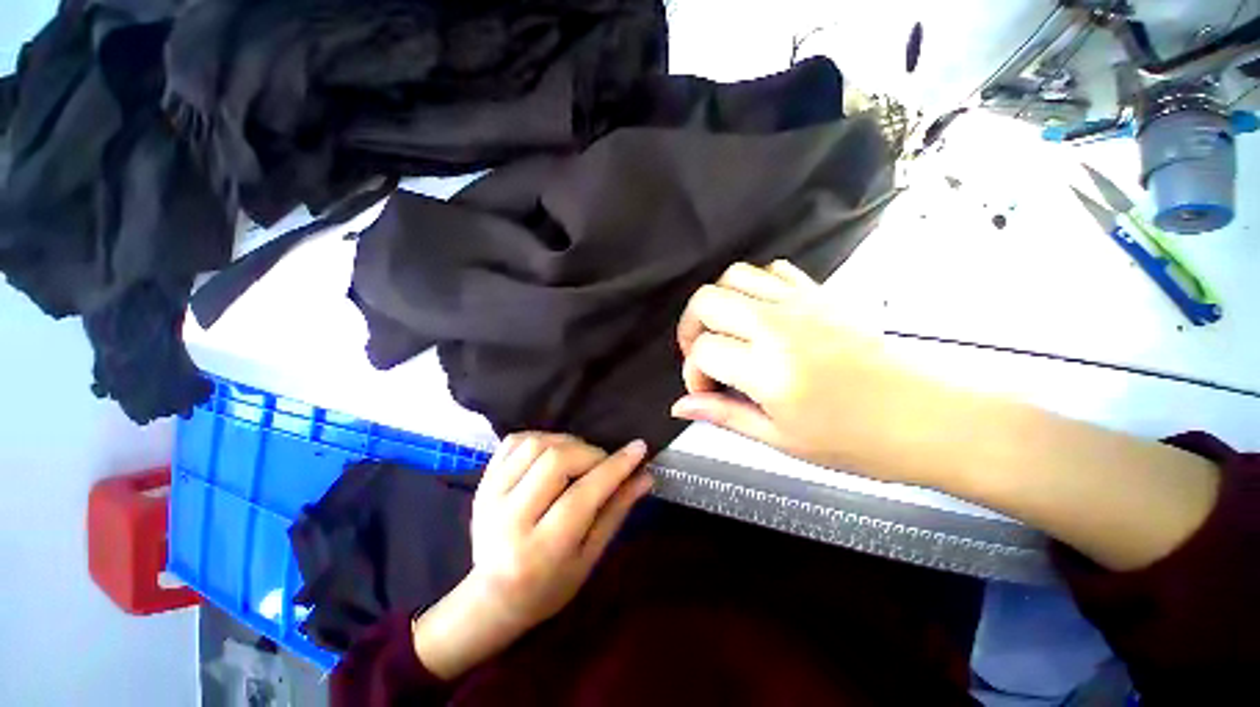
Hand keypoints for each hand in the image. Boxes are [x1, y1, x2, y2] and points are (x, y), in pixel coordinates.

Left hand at [413, 433, 651, 678]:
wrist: (491, 597)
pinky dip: (542, 438)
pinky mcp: (482, 481)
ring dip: (568, 443)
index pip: (582, 495)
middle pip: (555, 461)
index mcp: (539, 550)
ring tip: (579, 459)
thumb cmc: (549, 586)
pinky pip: (516, 440)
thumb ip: (616, 511)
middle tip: (603, 464)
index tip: (639, 448)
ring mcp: (489, 496)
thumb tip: (645, 476)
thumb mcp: (589, 558)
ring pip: (537, 444)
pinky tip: (552, 453)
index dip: (615, 467)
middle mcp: (509, 519)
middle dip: (590, 453)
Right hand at [672, 261, 936, 482]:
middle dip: (691, 327)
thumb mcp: (780, 439)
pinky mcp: (822, 293)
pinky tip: (760, 315)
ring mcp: (802, 302)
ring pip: (734, 275)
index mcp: (768, 370)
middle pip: (707, 300)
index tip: (705, 390)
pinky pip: (773, 270)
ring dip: (718, 302)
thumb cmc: (855, 441)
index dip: (692, 372)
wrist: (928, 417)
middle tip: (703, 354)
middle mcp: (778, 326)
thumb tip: (681, 406)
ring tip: (727, 331)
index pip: (702, 350)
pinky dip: (754, 286)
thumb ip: (724, 415)